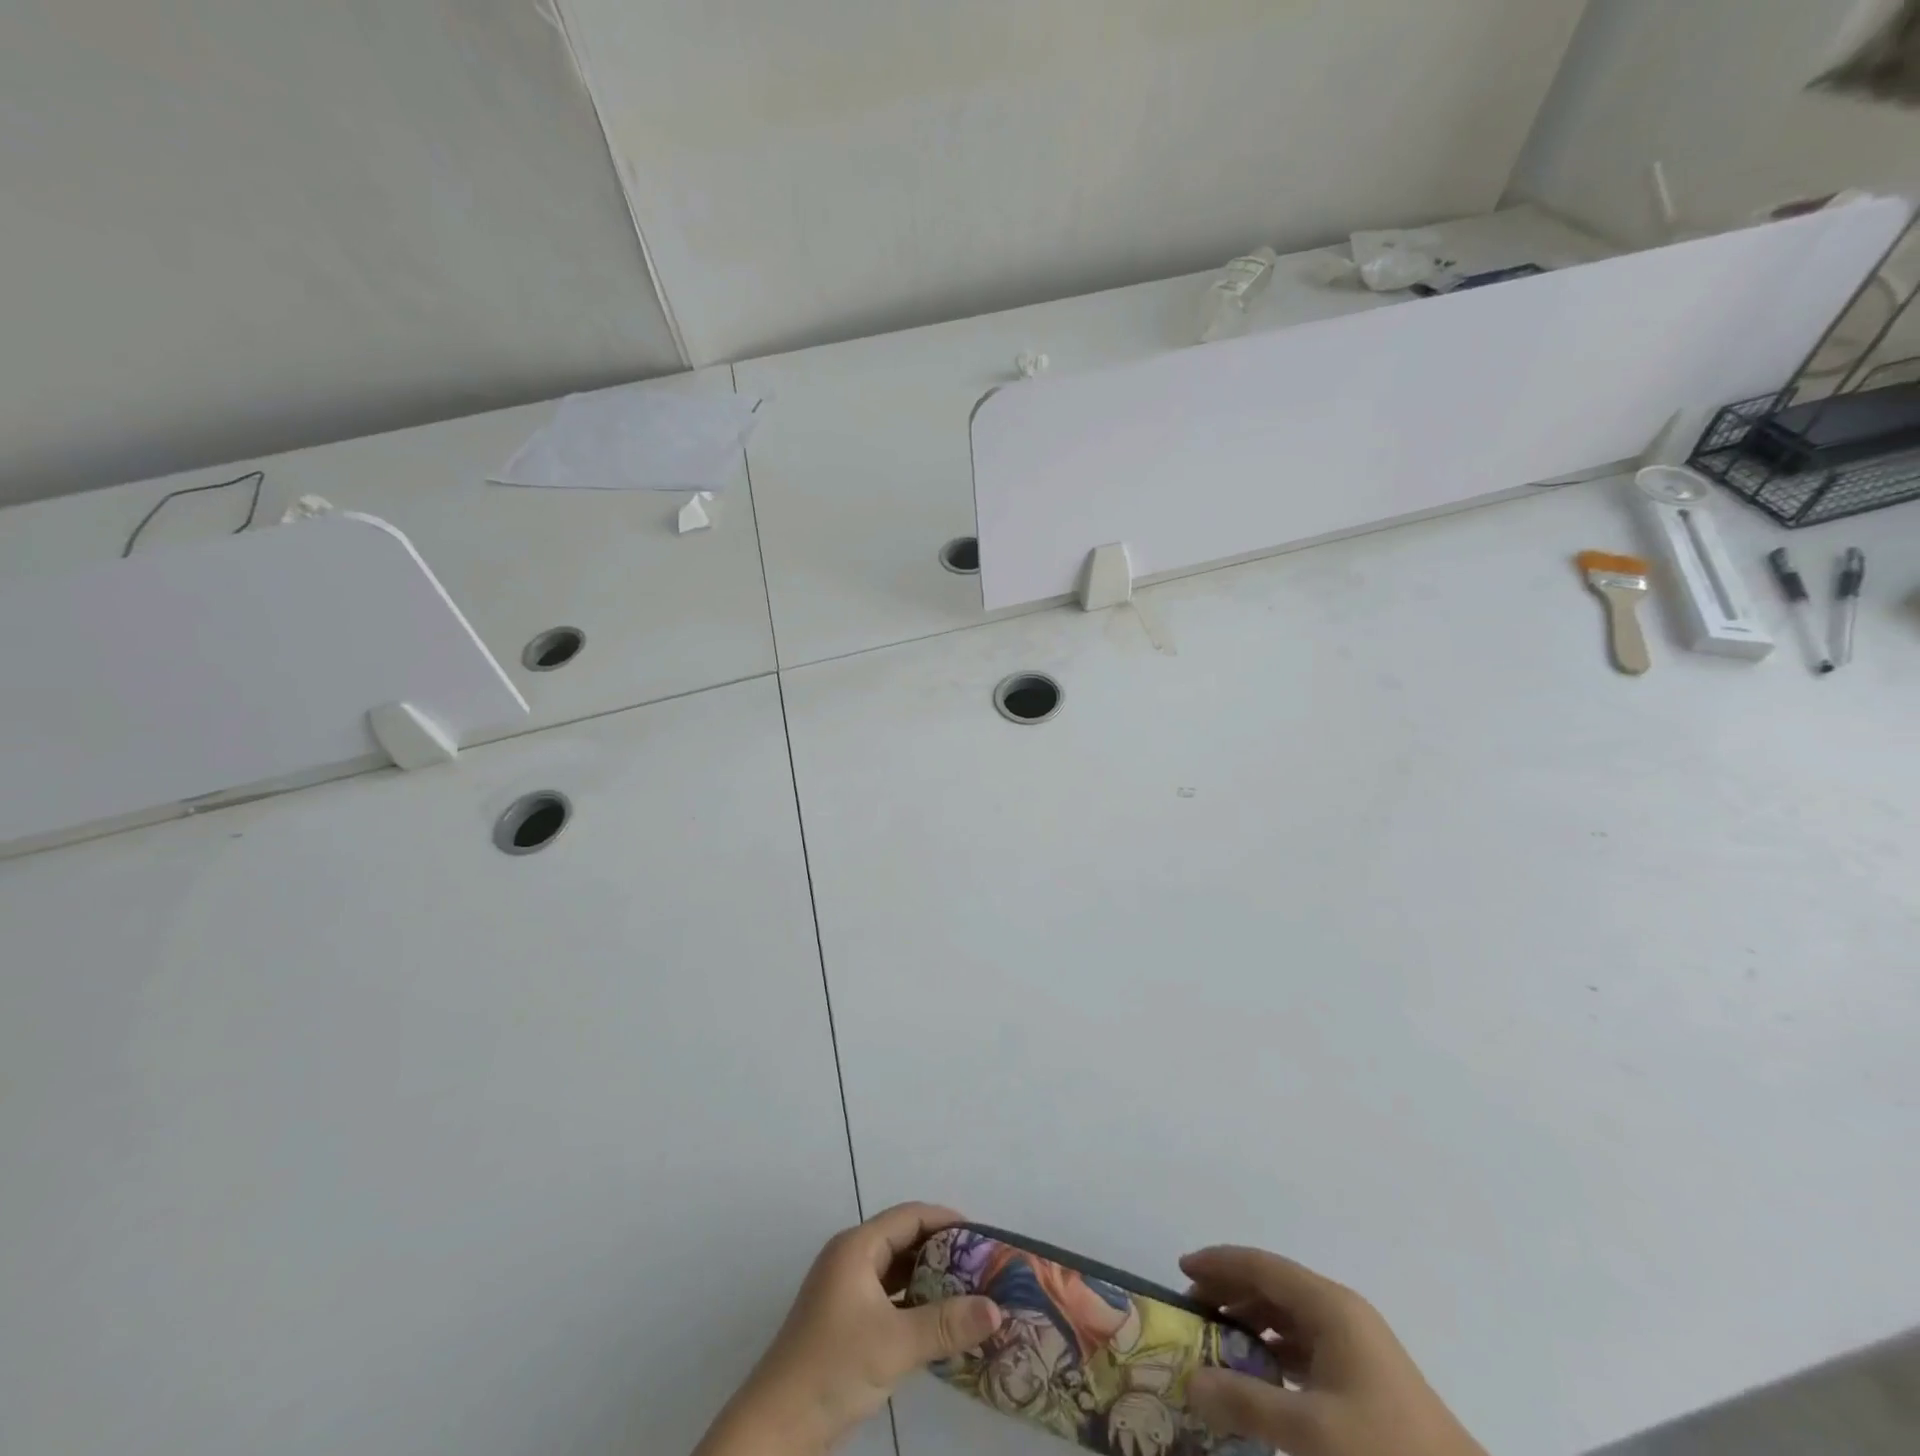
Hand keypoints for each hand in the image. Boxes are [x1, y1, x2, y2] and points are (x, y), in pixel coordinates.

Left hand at [693, 1204, 1002, 1455]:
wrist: (777, 1427)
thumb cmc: (834, 1367)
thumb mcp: (895, 1344)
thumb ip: (947, 1324)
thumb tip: (997, 1309)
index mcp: (857, 1247)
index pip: (909, 1216)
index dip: (946, 1220)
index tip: (982, 1235)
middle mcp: (851, 1258)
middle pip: (904, 1240)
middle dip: (942, 1250)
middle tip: (981, 1266)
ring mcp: (845, 1290)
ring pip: (897, 1270)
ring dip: (929, 1279)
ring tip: (969, 1292)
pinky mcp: (845, 1320)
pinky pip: (888, 1296)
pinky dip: (913, 1302)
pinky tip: (939, 1322)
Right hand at [1181, 1247, 1485, 1455]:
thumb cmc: (1386, 1452)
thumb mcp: (1311, 1433)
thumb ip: (1246, 1402)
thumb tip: (1190, 1381)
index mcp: (1330, 1306)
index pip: (1261, 1266)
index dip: (1218, 1263)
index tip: (1180, 1270)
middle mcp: (1341, 1313)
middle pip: (1273, 1285)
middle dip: (1230, 1292)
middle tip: (1191, 1312)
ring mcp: (1356, 1345)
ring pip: (1288, 1316)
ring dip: (1250, 1322)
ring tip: (1217, 1343)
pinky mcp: (1364, 1378)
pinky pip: (1304, 1346)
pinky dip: (1273, 1350)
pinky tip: (1258, 1376)